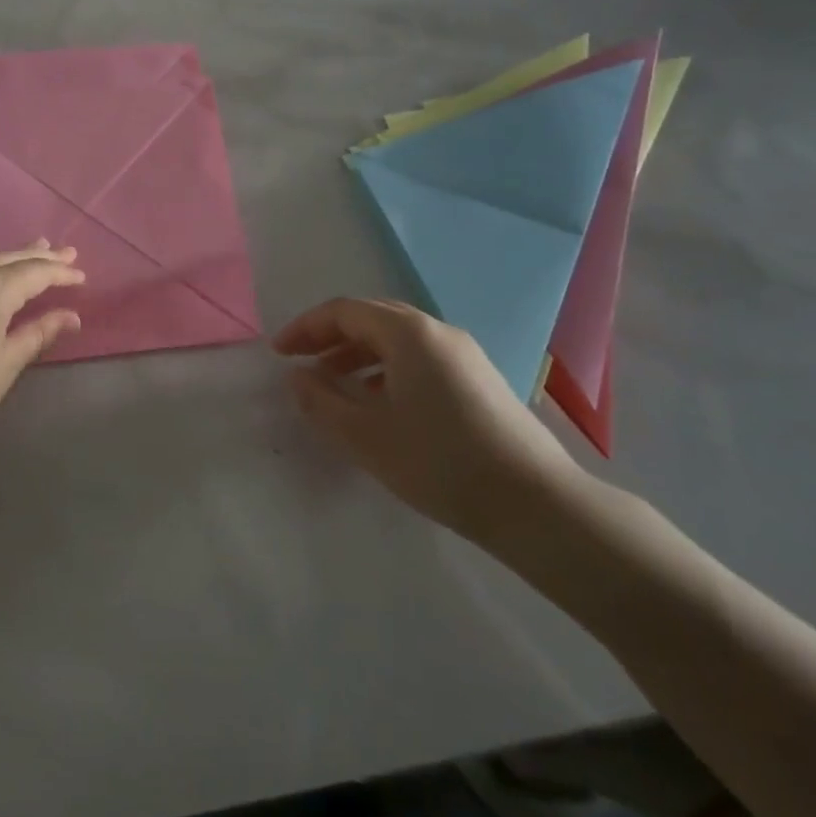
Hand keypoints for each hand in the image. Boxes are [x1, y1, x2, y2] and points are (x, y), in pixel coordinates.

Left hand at [0, 242, 83, 473]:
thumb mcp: (3, 369)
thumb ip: (36, 335)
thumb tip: (70, 316)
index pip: (32, 274)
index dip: (59, 274)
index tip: (81, 276)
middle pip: (5, 260)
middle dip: (37, 257)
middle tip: (64, 253)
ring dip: (6, 257)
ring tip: (28, 251)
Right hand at [274, 298, 586, 547]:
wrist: (536, 504)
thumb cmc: (440, 463)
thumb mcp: (366, 436)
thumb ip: (321, 402)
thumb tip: (298, 377)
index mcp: (408, 333)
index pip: (344, 312)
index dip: (306, 328)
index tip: (279, 353)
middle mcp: (438, 332)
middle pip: (372, 319)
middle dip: (331, 338)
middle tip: (302, 364)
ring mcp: (464, 355)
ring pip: (398, 340)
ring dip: (359, 355)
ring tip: (334, 386)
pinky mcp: (480, 380)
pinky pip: (420, 359)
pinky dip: (388, 369)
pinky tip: (380, 404)